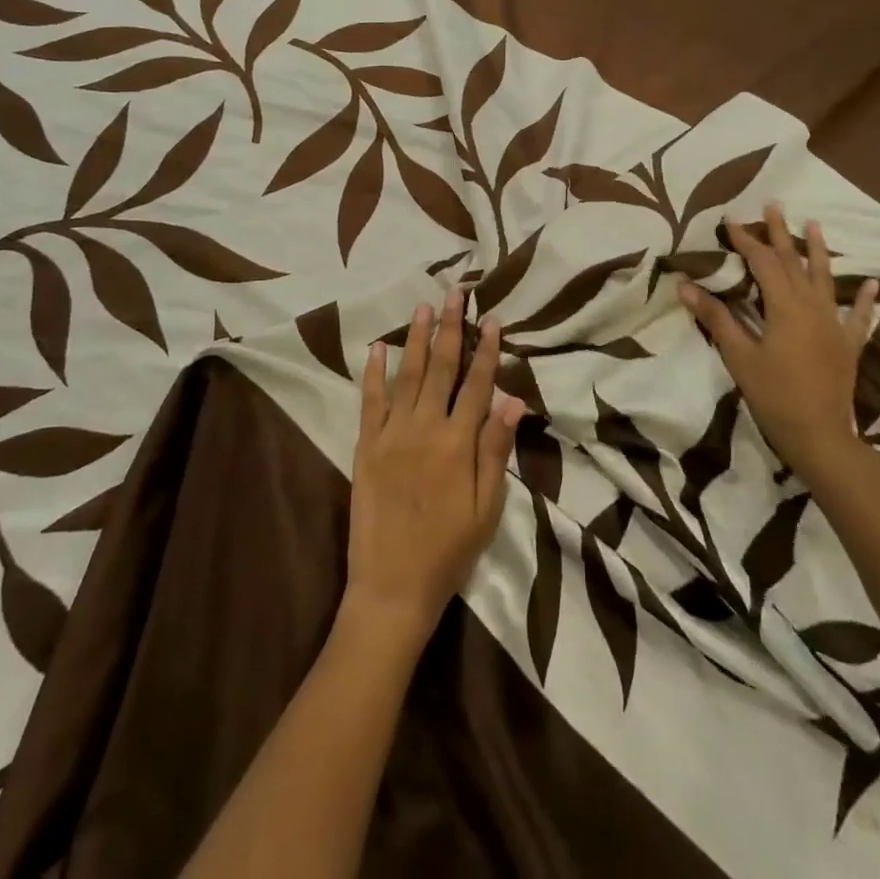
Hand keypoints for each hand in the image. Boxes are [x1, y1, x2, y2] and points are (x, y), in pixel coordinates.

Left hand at [342, 290, 524, 651]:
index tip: (491, 319)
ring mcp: (391, 434)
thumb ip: (496, 449)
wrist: (392, 586)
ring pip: (408, 375)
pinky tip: (378, 347)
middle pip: (442, 368)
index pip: (477, 385)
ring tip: (423, 306)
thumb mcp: (487, 507)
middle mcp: (425, 428)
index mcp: (458, 443)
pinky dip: (374, 372)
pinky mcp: (365, 446)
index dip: (486, 350)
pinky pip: (370, 401)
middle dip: (450, 328)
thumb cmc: (449, 550)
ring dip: (417, 338)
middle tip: (455, 294)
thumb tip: (514, 400)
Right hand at [678, 204, 878, 474]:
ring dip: (819, 251)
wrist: (819, 436)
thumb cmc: (773, 395)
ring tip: (815, 225)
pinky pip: (858, 316)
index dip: (746, 240)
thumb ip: (715, 317)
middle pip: (794, 262)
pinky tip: (871, 285)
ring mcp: (834, 324)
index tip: (731, 220)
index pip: (763, 263)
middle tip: (774, 204)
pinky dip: (864, 299)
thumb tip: (685, 284)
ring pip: (825, 279)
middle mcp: (812, 307)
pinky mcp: (848, 344)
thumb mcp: (739, 356)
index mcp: (785, 306)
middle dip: (781, 233)